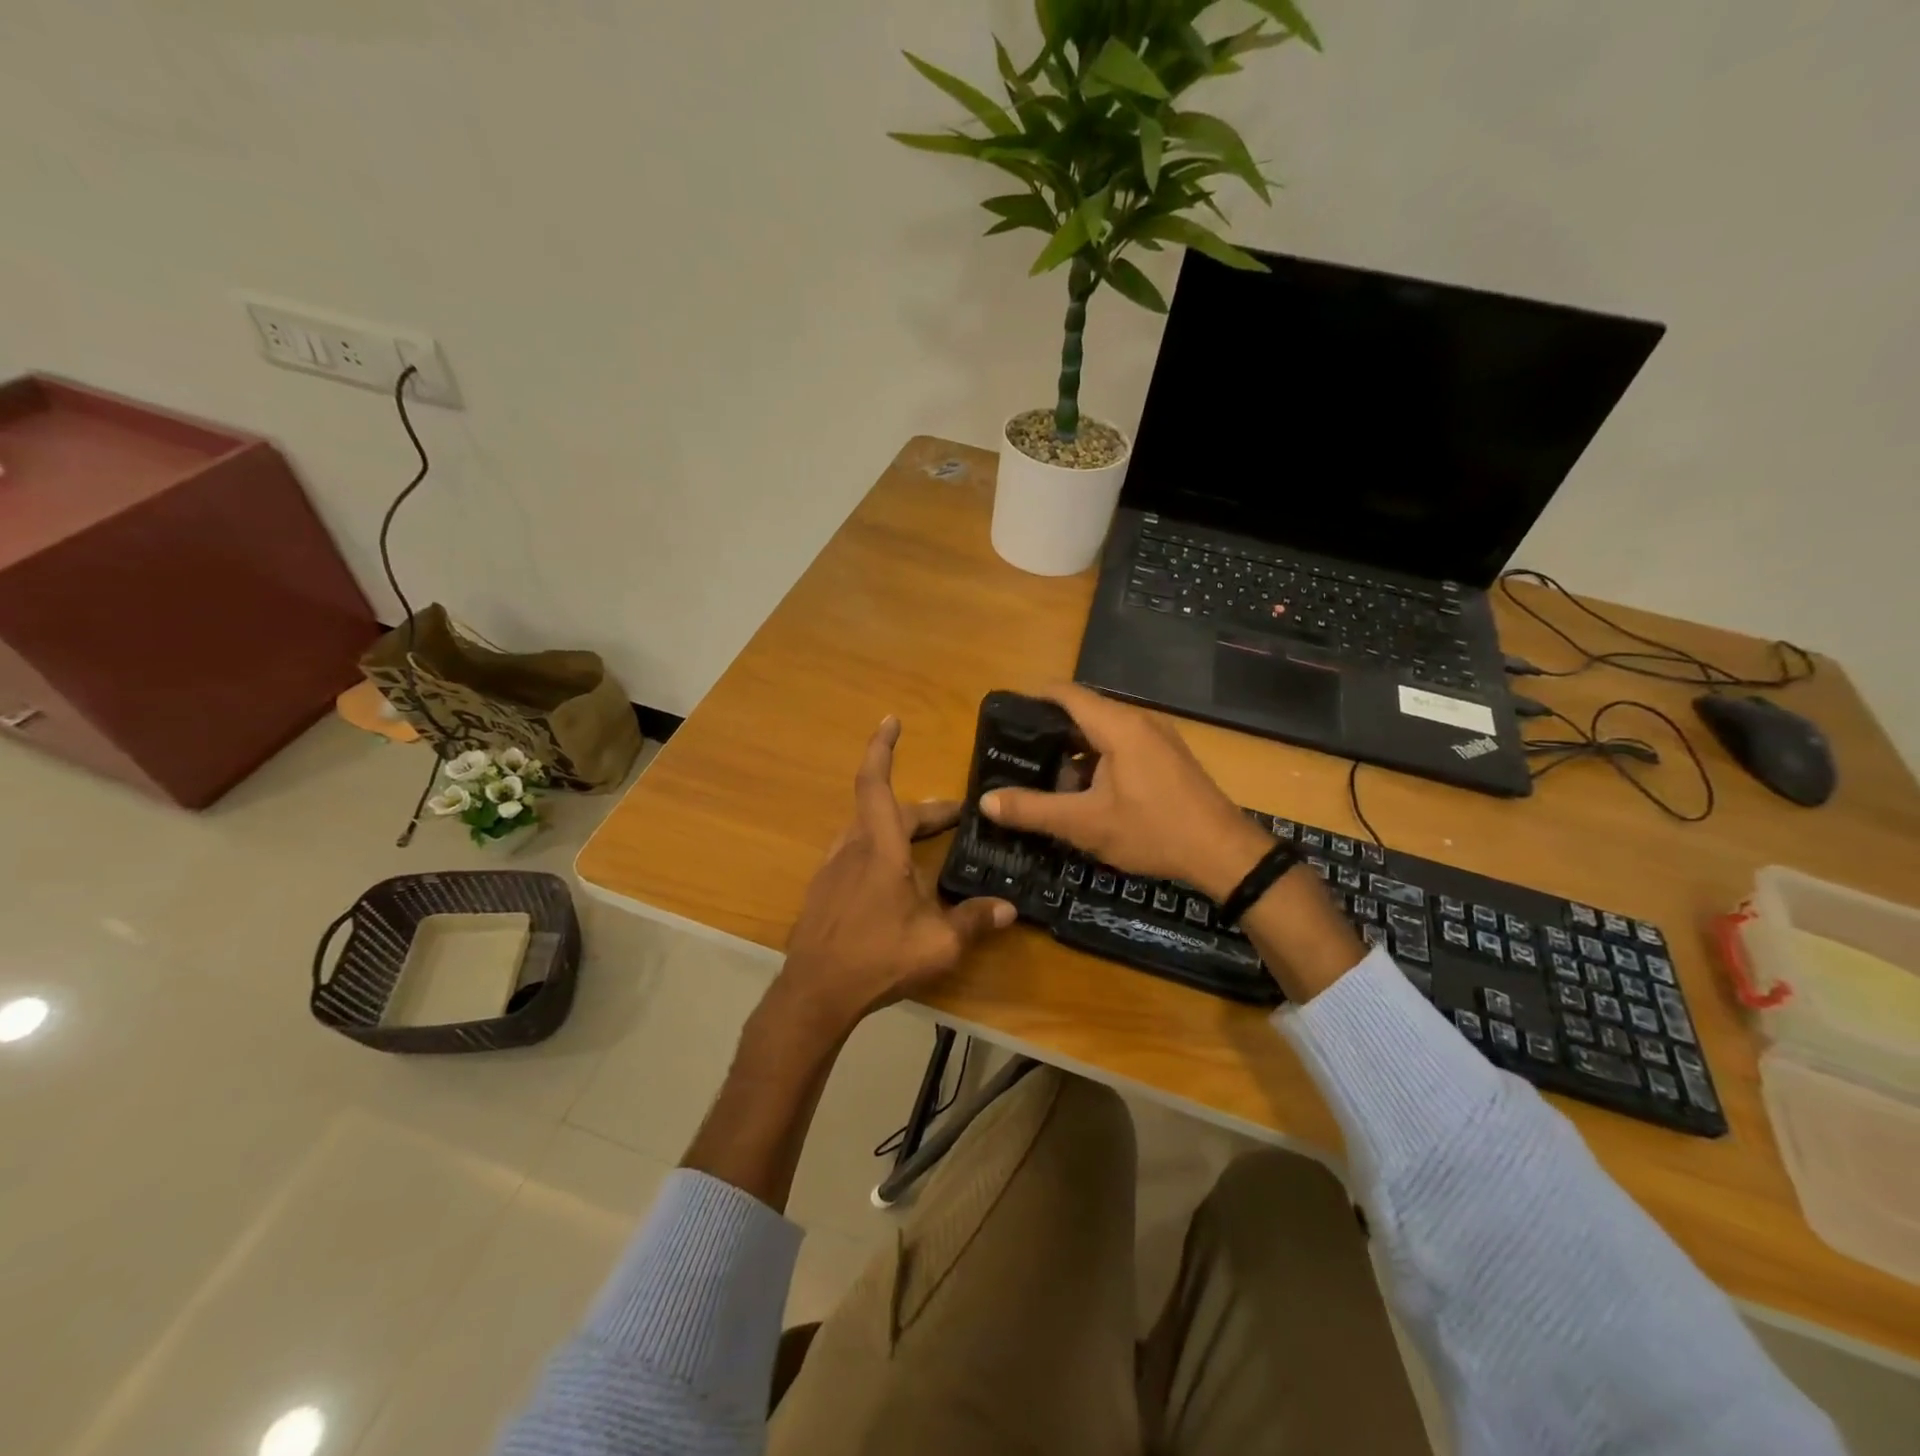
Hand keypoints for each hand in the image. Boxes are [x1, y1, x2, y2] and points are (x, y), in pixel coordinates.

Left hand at [779, 716, 1015, 1033]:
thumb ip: (974, 922)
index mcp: (879, 849)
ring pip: (868, 831)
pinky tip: (895, 882)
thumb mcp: (938, 944)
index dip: (882, 749)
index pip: (876, 784)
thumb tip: (1009, 909)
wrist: (814, 993)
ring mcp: (832, 869)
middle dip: (924, 810)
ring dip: (899, 829)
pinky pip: (855, 854)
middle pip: (886, 811)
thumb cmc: (877, 958)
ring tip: (927, 846)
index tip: (890, 721)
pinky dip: (879, 850)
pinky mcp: (822, 891)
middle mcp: (852, 848)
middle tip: (956, 818)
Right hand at [980, 684, 1271, 900]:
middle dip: (1049, 732)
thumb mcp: (1084, 824)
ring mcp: (1158, 739)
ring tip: (1045, 779)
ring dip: (1074, 752)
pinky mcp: (1168, 758)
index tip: (1004, 716)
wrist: (1224, 853)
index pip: (1066, 693)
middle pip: (1084, 712)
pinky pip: (1123, 746)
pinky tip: (1086, 793)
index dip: (1032, 699)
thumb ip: (1033, 810)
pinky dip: (1098, 761)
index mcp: (1118, 726)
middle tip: (1017, 755)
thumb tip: (986, 801)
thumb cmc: (1152, 830)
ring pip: (1104, 733)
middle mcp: (1139, 721)